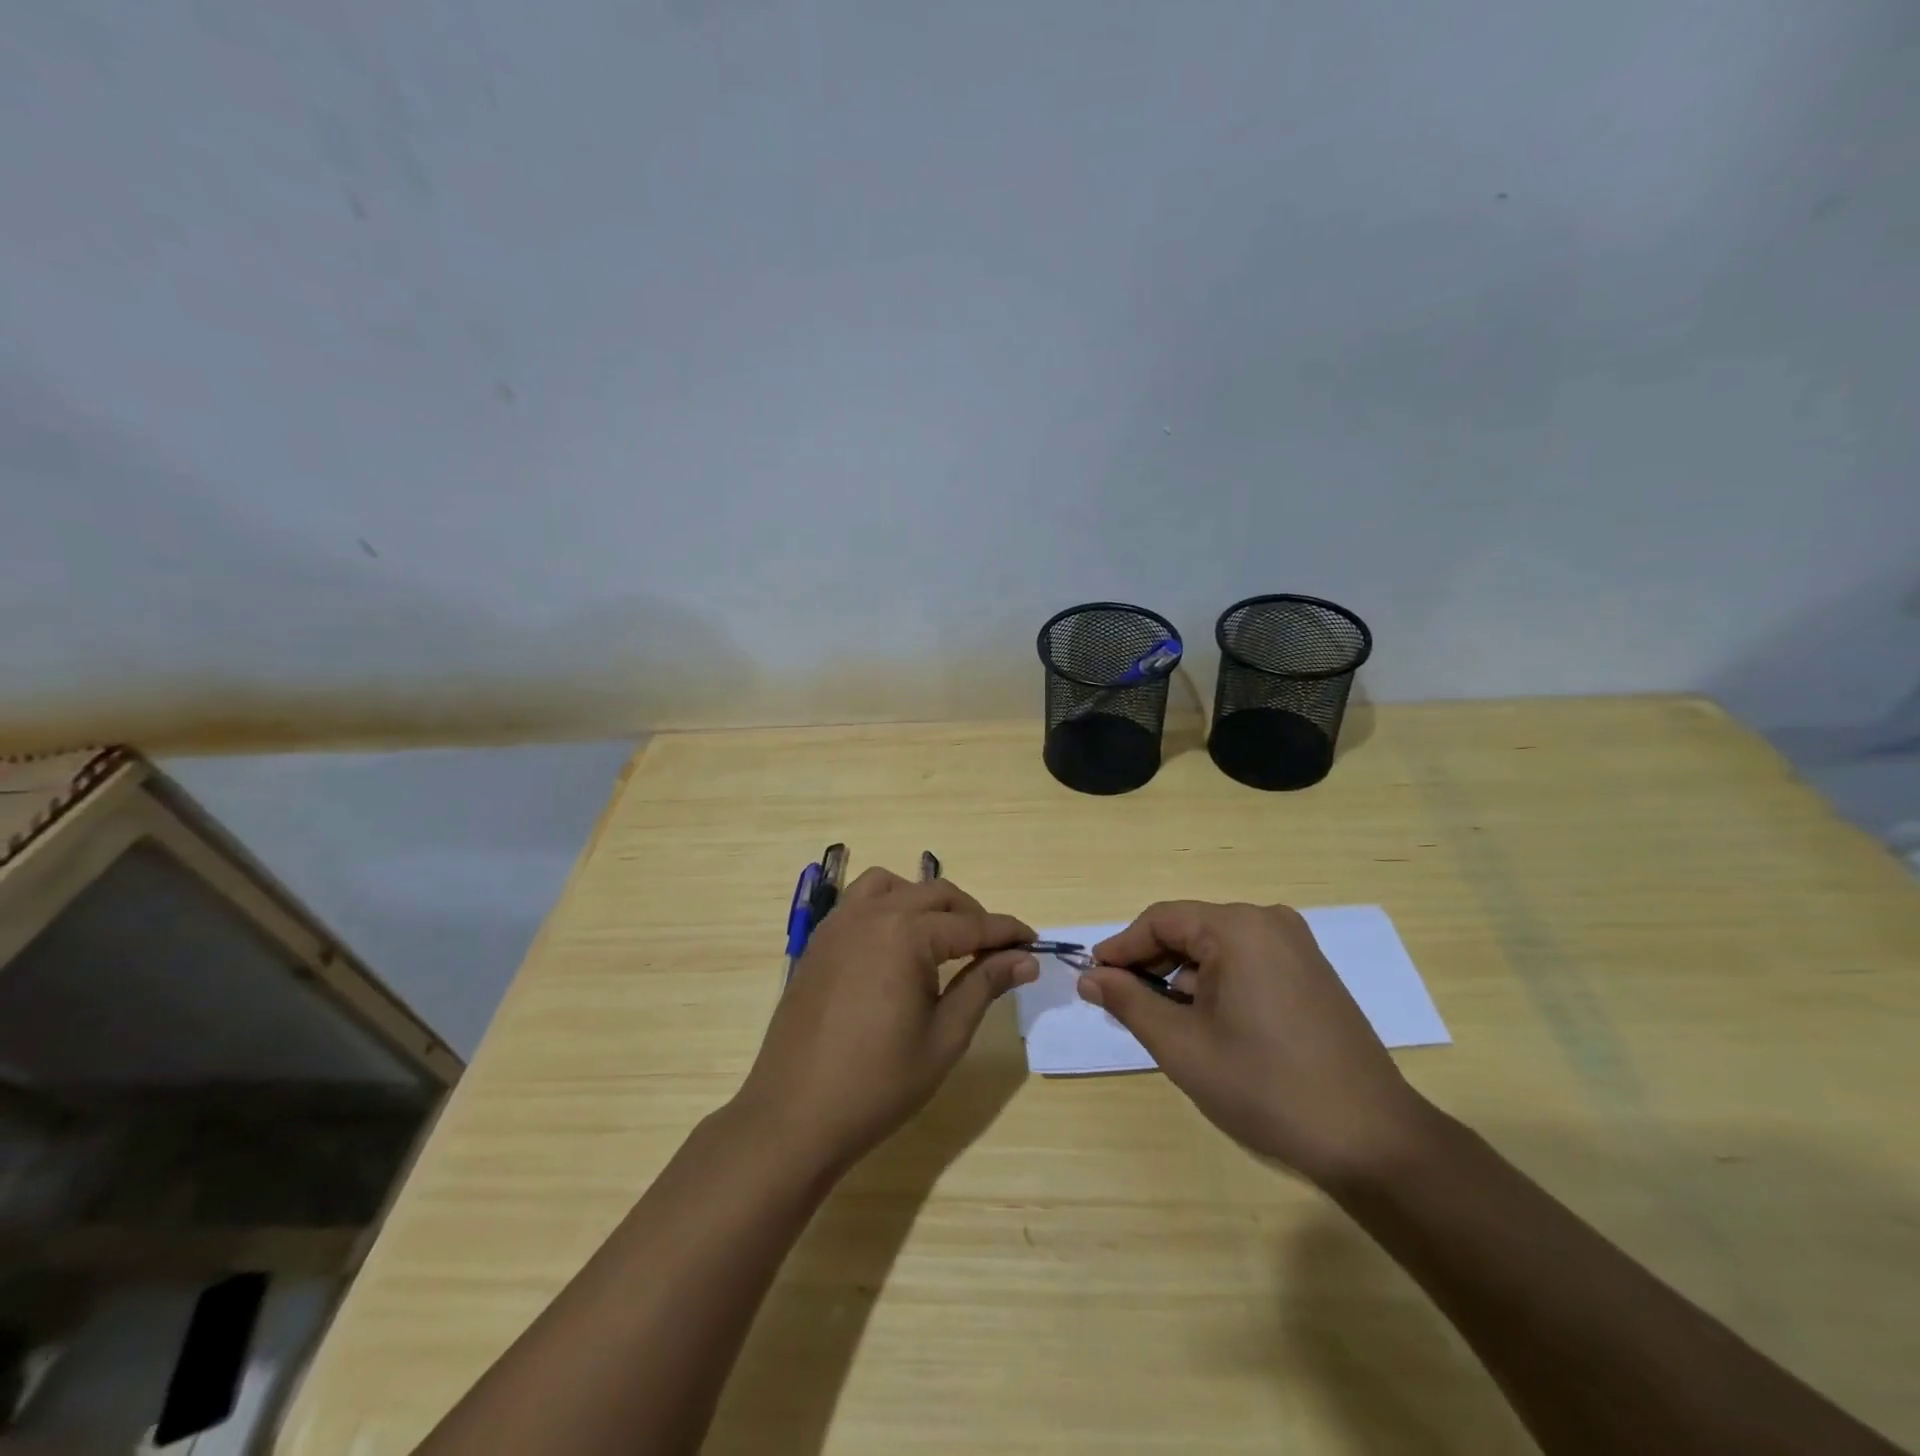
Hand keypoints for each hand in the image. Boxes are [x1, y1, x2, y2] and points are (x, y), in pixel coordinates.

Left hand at [734, 868, 1035, 1176]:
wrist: (795, 1116)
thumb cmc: (879, 1083)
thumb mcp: (945, 1037)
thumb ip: (984, 985)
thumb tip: (1024, 958)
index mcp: (906, 934)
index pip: (971, 924)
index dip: (1007, 932)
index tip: (1034, 941)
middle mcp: (872, 914)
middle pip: (936, 894)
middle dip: (972, 915)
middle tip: (996, 948)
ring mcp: (839, 924)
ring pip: (894, 886)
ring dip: (926, 901)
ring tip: (944, 937)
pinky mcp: (820, 941)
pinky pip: (860, 901)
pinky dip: (889, 905)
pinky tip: (898, 944)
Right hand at [1082, 901, 1432, 1187]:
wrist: (1371, 1140)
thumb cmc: (1265, 1086)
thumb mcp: (1182, 1045)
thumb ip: (1129, 1002)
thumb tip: (1090, 977)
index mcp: (1238, 928)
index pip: (1160, 920)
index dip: (1122, 948)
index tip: (1094, 979)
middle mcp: (1270, 922)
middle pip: (1190, 930)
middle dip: (1151, 964)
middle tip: (1122, 1003)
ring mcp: (1297, 947)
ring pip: (1218, 948)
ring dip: (1183, 976)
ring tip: (1163, 1020)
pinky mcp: (1313, 974)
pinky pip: (1247, 962)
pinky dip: (1217, 983)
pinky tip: (1209, 1023)